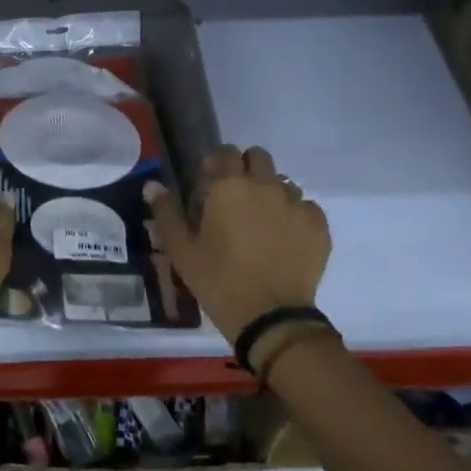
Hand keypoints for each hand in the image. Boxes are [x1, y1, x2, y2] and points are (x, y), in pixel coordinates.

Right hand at [147, 146, 329, 344]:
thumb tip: (152, 186)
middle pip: (259, 157)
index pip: (225, 152)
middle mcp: (265, 186)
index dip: (216, 164)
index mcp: (229, 186)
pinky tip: (284, 239)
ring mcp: (296, 204)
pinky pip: (306, 207)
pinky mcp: (318, 226)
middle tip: (235, 198)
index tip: (209, 184)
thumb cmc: (218, 280)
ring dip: (271, 193)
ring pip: (283, 182)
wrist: (270, 318)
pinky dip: (294, 215)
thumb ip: (166, 213)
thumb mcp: (181, 250)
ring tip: (261, 222)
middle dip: (246, 169)